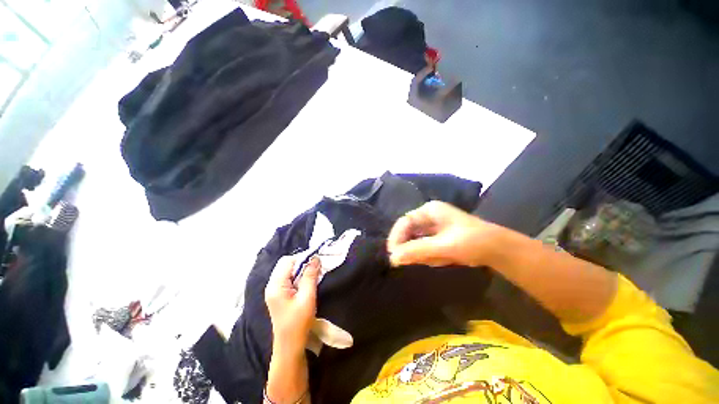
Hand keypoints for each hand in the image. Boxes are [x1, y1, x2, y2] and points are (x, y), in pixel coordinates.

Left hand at [265, 255, 320, 355]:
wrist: (290, 346)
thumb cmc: (298, 322)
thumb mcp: (307, 297)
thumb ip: (310, 275)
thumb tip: (315, 258)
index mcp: (276, 285)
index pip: (287, 261)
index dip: (301, 258)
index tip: (315, 261)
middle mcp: (272, 285)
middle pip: (286, 264)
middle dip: (301, 263)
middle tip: (315, 268)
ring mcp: (274, 290)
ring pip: (288, 271)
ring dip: (301, 270)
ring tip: (313, 275)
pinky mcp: (279, 295)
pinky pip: (288, 279)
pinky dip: (298, 277)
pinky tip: (307, 282)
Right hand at [387, 200, 501, 267]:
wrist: (499, 250)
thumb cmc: (471, 242)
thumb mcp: (442, 246)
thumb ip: (417, 251)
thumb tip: (392, 258)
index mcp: (429, 210)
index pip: (404, 222)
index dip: (396, 237)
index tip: (393, 254)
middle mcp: (429, 216)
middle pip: (409, 231)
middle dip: (410, 247)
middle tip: (408, 262)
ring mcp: (435, 227)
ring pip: (417, 241)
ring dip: (422, 253)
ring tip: (438, 259)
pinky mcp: (440, 237)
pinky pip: (426, 247)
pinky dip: (430, 256)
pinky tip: (443, 259)